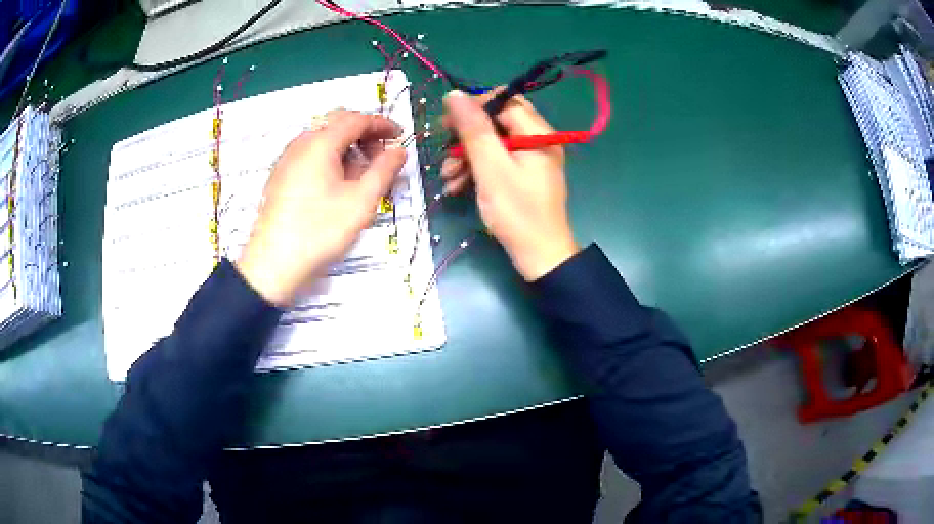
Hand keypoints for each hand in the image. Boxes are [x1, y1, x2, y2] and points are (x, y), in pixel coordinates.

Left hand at [236, 110, 406, 305]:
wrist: (273, 264)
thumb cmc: (318, 232)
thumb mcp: (361, 201)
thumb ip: (384, 170)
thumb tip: (398, 151)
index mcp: (320, 143)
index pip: (357, 119)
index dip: (381, 124)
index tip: (399, 136)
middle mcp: (301, 144)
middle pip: (337, 123)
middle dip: (363, 133)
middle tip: (381, 155)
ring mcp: (287, 160)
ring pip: (323, 139)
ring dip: (347, 147)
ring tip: (362, 175)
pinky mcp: (281, 177)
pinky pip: (310, 155)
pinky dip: (330, 159)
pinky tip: (337, 186)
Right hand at [441, 90, 577, 280]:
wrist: (539, 257)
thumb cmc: (517, 211)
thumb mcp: (491, 167)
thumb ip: (473, 129)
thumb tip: (454, 94)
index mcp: (537, 133)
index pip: (504, 101)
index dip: (475, 107)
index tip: (448, 123)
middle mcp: (536, 141)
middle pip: (496, 122)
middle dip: (466, 136)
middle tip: (445, 151)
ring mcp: (529, 160)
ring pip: (492, 144)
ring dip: (466, 157)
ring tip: (448, 178)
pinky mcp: (522, 177)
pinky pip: (496, 163)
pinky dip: (476, 170)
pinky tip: (457, 186)